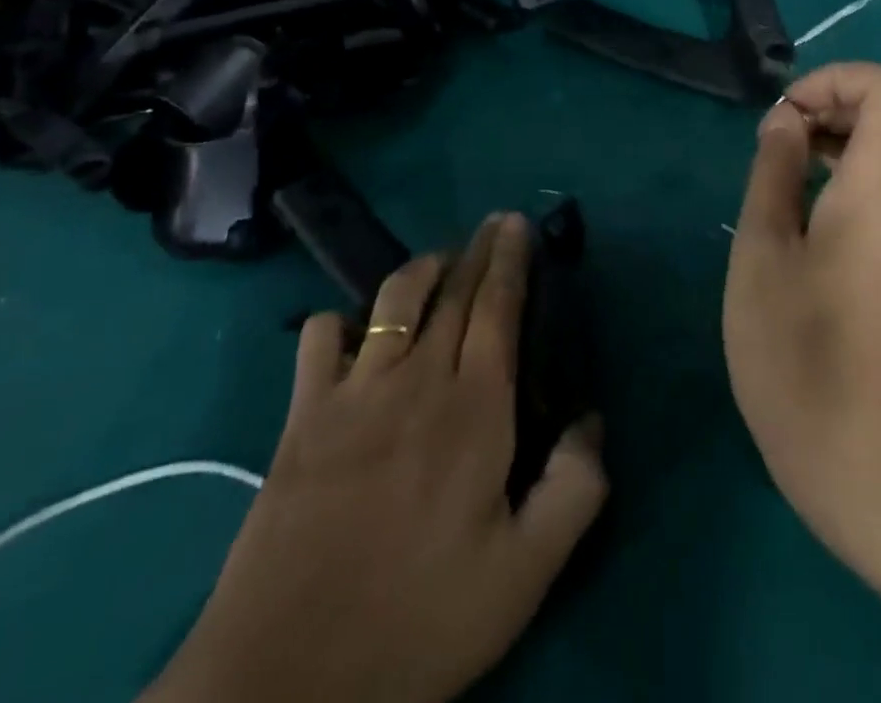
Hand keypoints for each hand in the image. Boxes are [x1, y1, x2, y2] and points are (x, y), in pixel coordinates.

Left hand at [145, 214, 607, 702]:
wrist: (288, 679)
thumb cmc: (418, 621)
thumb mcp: (524, 575)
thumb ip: (575, 489)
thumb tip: (592, 419)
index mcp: (475, 409)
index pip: (498, 308)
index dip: (510, 260)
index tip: (516, 224)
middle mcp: (417, 379)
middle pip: (453, 292)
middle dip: (477, 249)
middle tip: (492, 223)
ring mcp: (353, 392)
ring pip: (393, 299)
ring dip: (421, 269)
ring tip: (439, 263)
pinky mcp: (302, 416)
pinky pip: (319, 337)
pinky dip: (339, 320)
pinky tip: (353, 331)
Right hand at [723, 63, 880, 565]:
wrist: (867, 466)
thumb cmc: (799, 355)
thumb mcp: (763, 252)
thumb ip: (775, 170)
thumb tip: (787, 119)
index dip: (836, 78)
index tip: (785, 114)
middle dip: (826, 105)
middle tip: (769, 143)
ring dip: (829, 141)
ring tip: (774, 176)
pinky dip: (841, 177)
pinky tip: (797, 218)